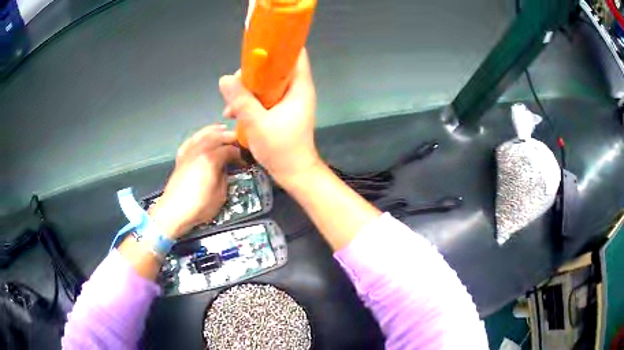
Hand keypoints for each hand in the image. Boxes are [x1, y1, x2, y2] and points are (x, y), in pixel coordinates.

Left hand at [148, 125, 238, 238]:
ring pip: (203, 134)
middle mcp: (200, 150)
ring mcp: (189, 152)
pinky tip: (202, 136)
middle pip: (218, 136)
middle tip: (239, 142)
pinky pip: (191, 141)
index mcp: (211, 159)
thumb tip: (225, 169)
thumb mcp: (221, 195)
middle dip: (230, 137)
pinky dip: (199, 136)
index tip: (245, 161)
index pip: (230, 149)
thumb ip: (225, 177)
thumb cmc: (199, 206)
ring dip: (215, 131)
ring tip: (223, 129)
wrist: (174, 211)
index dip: (240, 154)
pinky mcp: (181, 158)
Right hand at [219, 49, 321, 186]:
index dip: (278, 47)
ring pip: (266, 84)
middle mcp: (296, 90)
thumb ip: (241, 100)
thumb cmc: (282, 149)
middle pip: (275, 69)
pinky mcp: (281, 111)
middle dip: (253, 74)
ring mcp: (288, 101)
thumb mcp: (257, 123)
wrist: (294, 173)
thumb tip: (224, 79)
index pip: (295, 55)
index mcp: (299, 87)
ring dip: (247, 90)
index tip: (256, 49)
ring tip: (230, 106)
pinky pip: (264, 98)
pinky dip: (250, 102)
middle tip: (235, 86)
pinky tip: (234, 114)